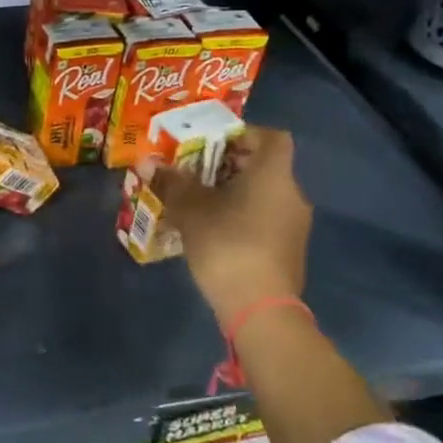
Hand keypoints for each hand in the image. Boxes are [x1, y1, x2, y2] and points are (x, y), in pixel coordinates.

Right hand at [141, 125, 311, 331]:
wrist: (260, 308)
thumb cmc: (226, 243)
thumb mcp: (190, 209)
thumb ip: (171, 182)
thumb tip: (148, 162)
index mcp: (273, 175)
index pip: (272, 138)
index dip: (245, 134)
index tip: (214, 142)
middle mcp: (292, 194)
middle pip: (263, 167)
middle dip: (228, 165)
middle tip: (194, 171)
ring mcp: (294, 225)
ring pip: (262, 195)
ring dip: (233, 193)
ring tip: (197, 201)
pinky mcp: (288, 250)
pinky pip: (264, 219)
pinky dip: (241, 216)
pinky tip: (212, 230)